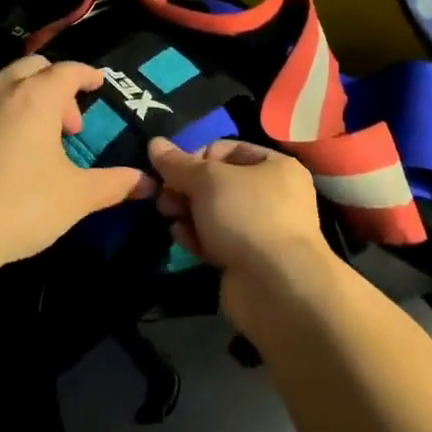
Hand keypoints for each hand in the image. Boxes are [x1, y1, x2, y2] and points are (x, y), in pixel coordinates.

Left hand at [0, 57, 154, 270]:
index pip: (69, 70)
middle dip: (54, 86)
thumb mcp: (76, 197)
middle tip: (64, 125)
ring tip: (27, 135)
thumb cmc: (20, 207)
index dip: (87, 75)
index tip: (97, 84)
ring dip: (20, 97)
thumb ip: (114, 184)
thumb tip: (146, 182)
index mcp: (36, 97)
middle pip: (33, 68)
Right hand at [147, 138, 336, 323]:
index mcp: (275, 166)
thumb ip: (178, 163)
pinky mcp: (247, 260)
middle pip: (218, 183)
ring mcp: (261, 230)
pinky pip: (217, 240)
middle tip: (163, 197)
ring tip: (167, 216)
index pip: (227, 149)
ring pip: (214, 213)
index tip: (172, 171)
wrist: (277, 288)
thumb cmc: (247, 216)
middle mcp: (273, 195)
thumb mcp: (208, 180)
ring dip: (188, 212)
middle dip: (186, 188)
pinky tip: (180, 237)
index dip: (196, 156)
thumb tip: (154, 143)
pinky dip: (197, 237)